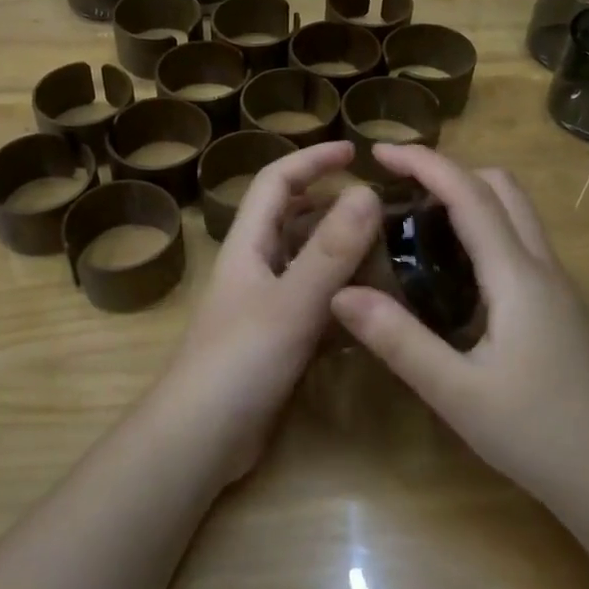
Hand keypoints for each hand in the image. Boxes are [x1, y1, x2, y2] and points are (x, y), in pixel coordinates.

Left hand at [161, 141, 380, 479]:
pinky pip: (315, 305)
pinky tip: (373, 305)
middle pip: (293, 219)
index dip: (312, 159)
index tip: (355, 149)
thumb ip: (330, 250)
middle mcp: (255, 267)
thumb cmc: (239, 361)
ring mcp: (265, 306)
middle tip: (382, 207)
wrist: (200, 438)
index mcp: (249, 245)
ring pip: (307, 264)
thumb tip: (366, 191)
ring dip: (341, 252)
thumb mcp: (291, 302)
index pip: (277, 182)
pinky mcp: (277, 341)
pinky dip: (341, 297)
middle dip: (332, 204)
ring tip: (389, 250)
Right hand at [329, 144, 588, 506]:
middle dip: (450, 170)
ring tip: (418, 219)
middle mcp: (543, 267)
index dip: (424, 162)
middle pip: (502, 188)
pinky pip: (520, 242)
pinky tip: (454, 268)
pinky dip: (484, 227)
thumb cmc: (538, 435)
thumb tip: (340, 293)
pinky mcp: (562, 307)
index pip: (469, 194)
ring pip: (517, 213)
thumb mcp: (456, 393)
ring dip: (470, 196)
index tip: (378, 151)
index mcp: (517, 276)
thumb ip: (399, 340)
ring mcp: (559, 286)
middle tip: (399, 187)